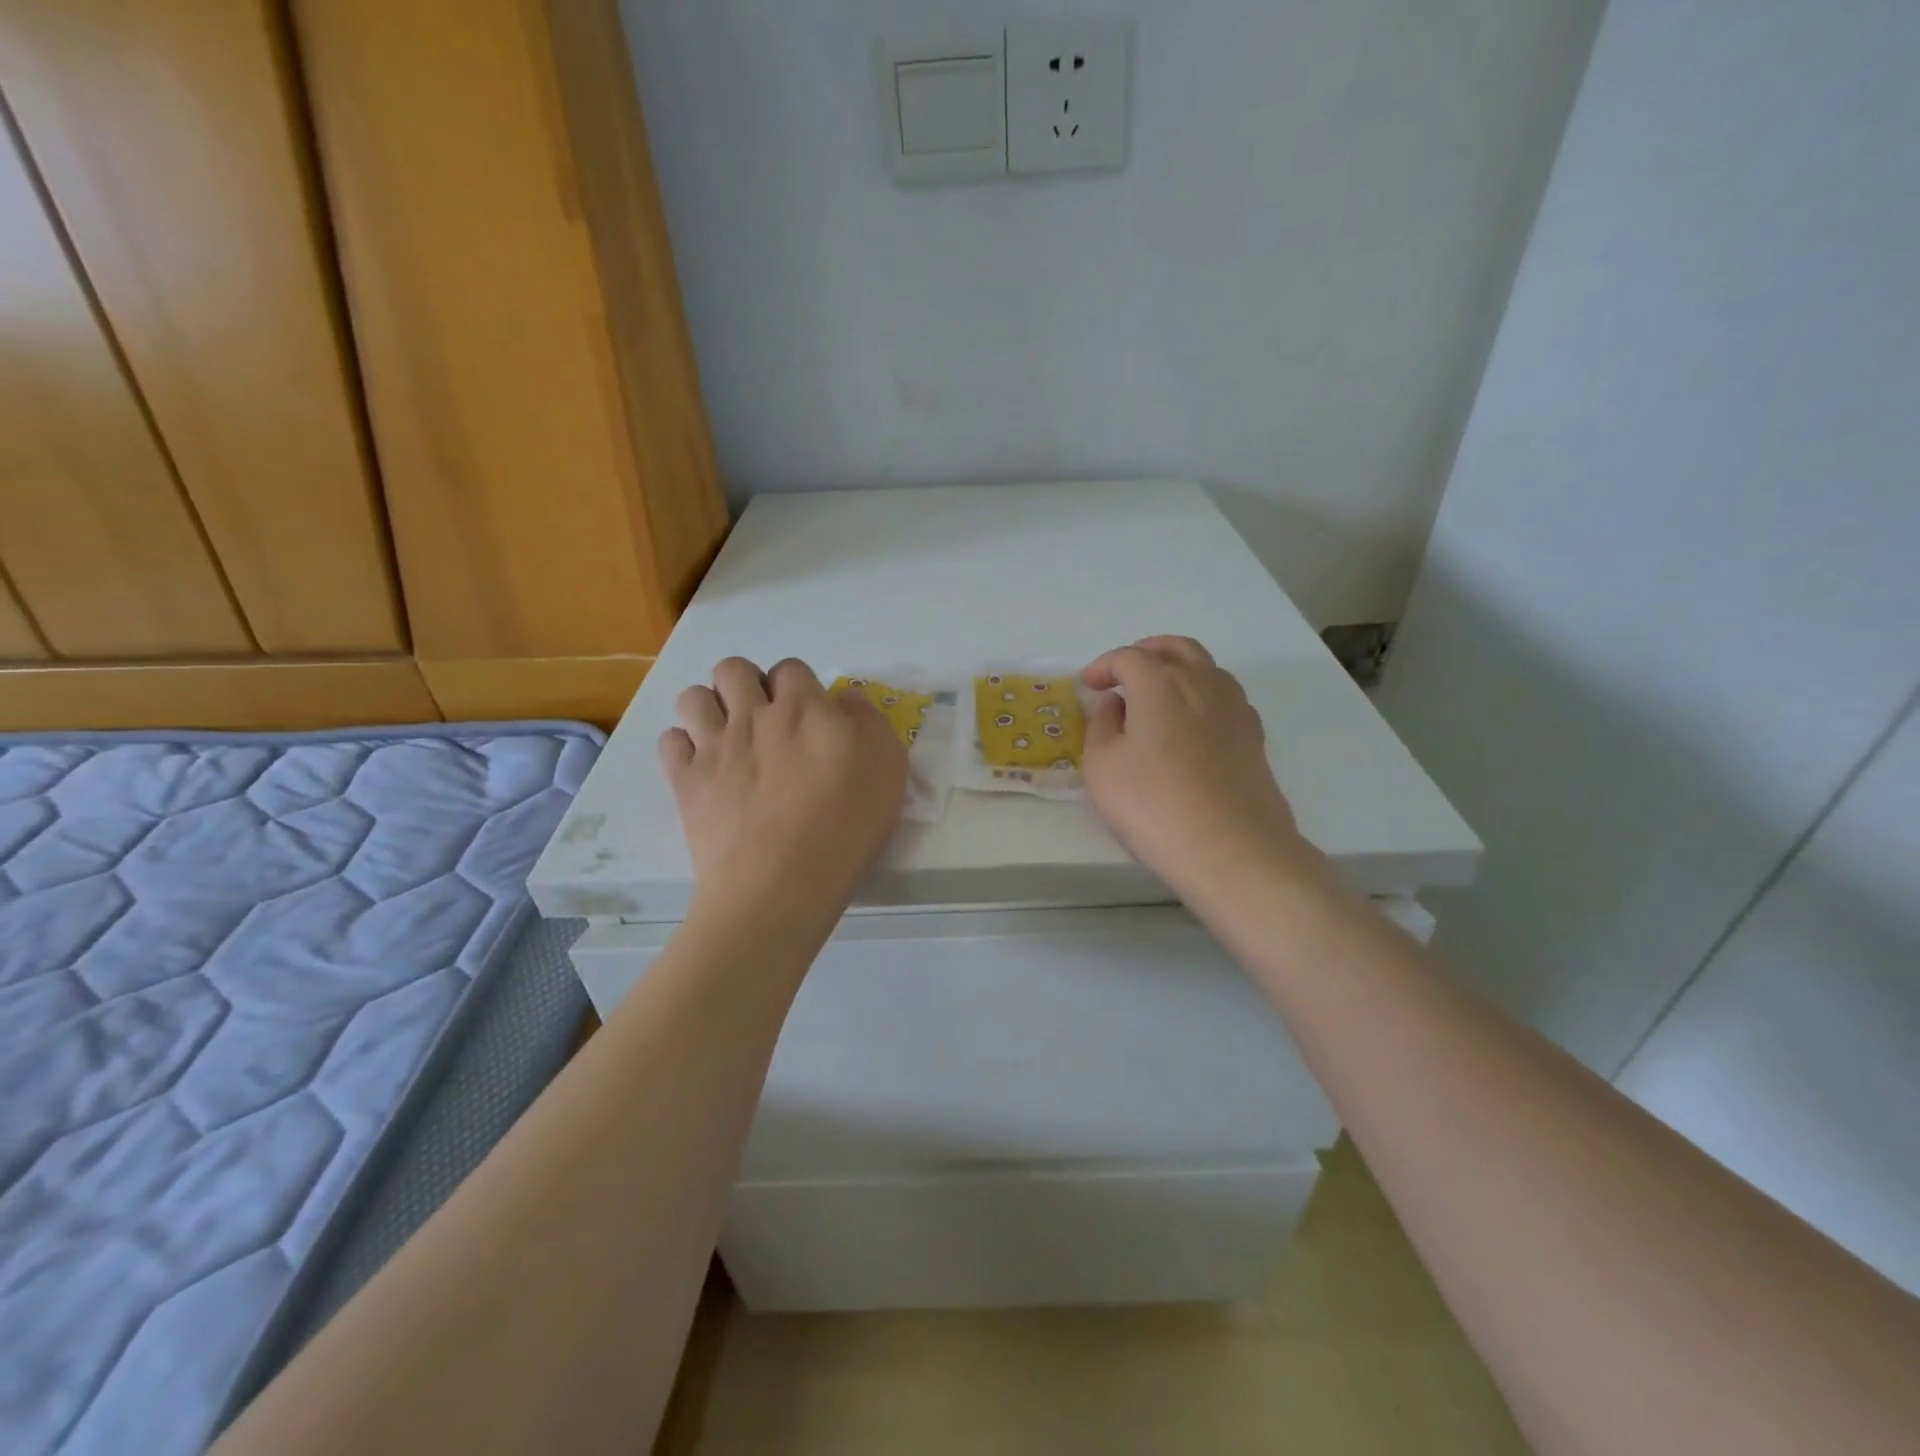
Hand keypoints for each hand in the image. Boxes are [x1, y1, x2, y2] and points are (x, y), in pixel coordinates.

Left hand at [658, 658, 906, 920]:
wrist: (782, 884)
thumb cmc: (845, 826)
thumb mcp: (888, 766)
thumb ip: (868, 720)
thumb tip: (842, 698)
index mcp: (803, 708)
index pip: (791, 668)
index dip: (798, 686)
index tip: (808, 716)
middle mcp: (752, 715)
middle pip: (732, 669)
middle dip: (746, 684)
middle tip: (763, 720)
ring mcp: (713, 747)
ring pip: (693, 697)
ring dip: (709, 708)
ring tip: (727, 738)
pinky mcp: (685, 782)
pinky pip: (669, 741)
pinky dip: (683, 747)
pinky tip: (702, 766)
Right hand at [1081, 637, 1311, 900]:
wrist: (1232, 849)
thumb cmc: (1153, 805)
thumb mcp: (1103, 767)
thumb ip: (1102, 726)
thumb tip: (1114, 705)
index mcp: (1160, 683)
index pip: (1128, 657)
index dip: (1103, 667)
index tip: (1087, 687)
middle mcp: (1203, 683)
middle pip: (1175, 648)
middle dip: (1145, 653)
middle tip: (1123, 674)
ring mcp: (1235, 708)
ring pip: (1206, 668)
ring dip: (1177, 670)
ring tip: (1156, 697)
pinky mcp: (1254, 737)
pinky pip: (1224, 697)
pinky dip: (1201, 696)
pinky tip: (1190, 724)